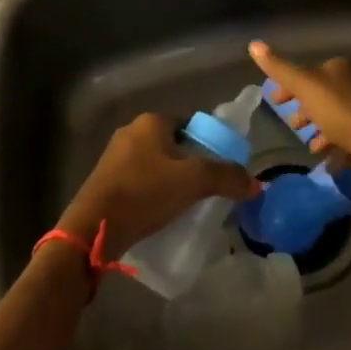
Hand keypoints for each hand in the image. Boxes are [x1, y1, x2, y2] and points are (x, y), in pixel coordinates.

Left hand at [58, 112, 256, 259]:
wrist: (94, 227)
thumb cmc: (144, 193)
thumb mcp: (193, 182)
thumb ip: (227, 178)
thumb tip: (256, 184)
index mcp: (151, 122)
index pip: (191, 124)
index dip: (210, 144)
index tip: (222, 168)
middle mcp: (132, 132)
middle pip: (174, 145)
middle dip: (192, 165)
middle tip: (210, 189)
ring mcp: (116, 156)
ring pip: (157, 164)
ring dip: (173, 180)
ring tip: (190, 204)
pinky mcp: (107, 181)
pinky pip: (141, 181)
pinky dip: (155, 192)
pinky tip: (164, 213)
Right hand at [248, 41, 350, 187]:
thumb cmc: (342, 110)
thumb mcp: (305, 86)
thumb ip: (279, 68)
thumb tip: (253, 44)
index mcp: (339, 68)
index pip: (307, 72)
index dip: (288, 87)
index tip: (275, 102)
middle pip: (322, 95)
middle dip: (305, 110)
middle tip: (293, 127)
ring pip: (335, 118)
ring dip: (320, 131)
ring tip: (311, 147)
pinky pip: (349, 139)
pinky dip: (336, 148)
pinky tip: (328, 161)